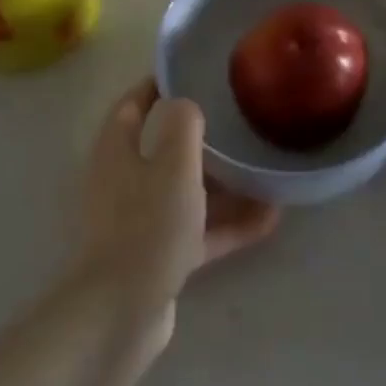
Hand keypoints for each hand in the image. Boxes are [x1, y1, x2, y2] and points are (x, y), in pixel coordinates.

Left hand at [75, 77, 279, 328]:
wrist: (121, 313)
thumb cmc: (147, 225)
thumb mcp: (173, 164)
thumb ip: (183, 125)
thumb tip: (185, 103)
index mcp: (117, 152)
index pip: (132, 105)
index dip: (156, 85)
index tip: (189, 72)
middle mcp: (123, 183)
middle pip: (161, 149)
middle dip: (199, 137)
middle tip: (237, 121)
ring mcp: (139, 222)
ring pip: (185, 192)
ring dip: (222, 184)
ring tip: (263, 171)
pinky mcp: (157, 257)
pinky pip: (197, 231)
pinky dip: (227, 224)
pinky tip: (268, 219)